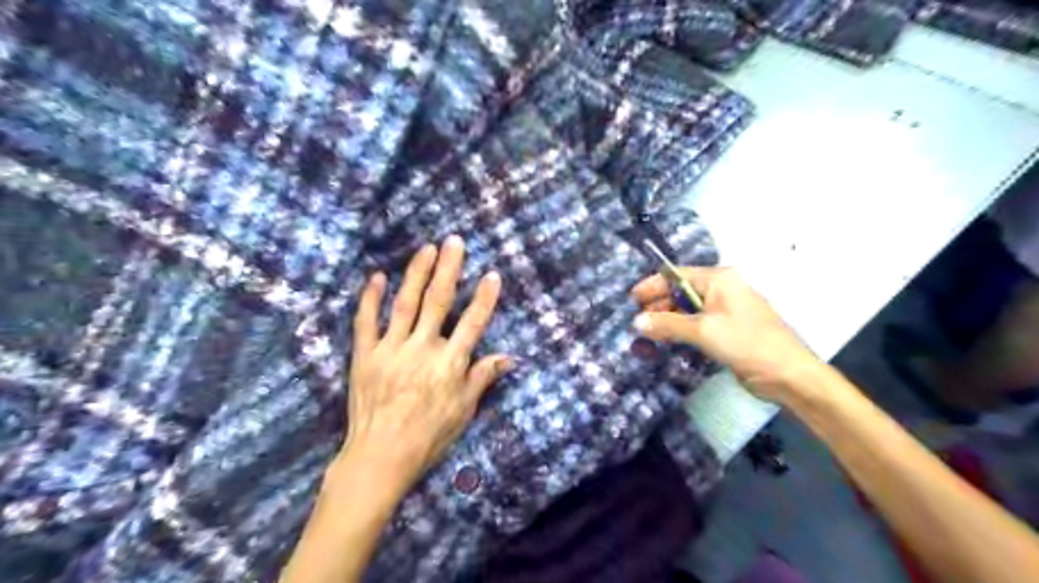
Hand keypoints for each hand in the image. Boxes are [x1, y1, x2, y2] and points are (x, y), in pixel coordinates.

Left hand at [342, 237, 509, 495]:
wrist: (380, 457)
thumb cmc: (428, 436)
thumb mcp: (463, 411)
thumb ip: (482, 378)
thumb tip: (509, 357)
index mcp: (449, 364)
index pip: (472, 324)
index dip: (484, 299)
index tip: (492, 275)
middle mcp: (422, 350)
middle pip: (438, 302)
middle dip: (449, 269)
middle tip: (455, 242)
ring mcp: (391, 350)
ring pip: (405, 303)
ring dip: (417, 273)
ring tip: (427, 249)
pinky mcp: (364, 356)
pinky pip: (366, 322)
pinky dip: (371, 298)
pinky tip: (377, 277)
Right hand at [633, 266, 819, 403]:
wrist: (789, 375)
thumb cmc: (747, 343)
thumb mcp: (704, 331)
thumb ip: (668, 324)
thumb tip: (636, 322)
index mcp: (720, 279)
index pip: (678, 275)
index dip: (653, 286)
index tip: (631, 299)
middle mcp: (723, 289)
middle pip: (682, 292)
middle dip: (658, 305)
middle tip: (636, 321)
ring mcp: (727, 310)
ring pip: (689, 310)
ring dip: (668, 320)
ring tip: (646, 333)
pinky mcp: (728, 330)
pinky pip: (698, 325)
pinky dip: (681, 331)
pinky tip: (666, 341)